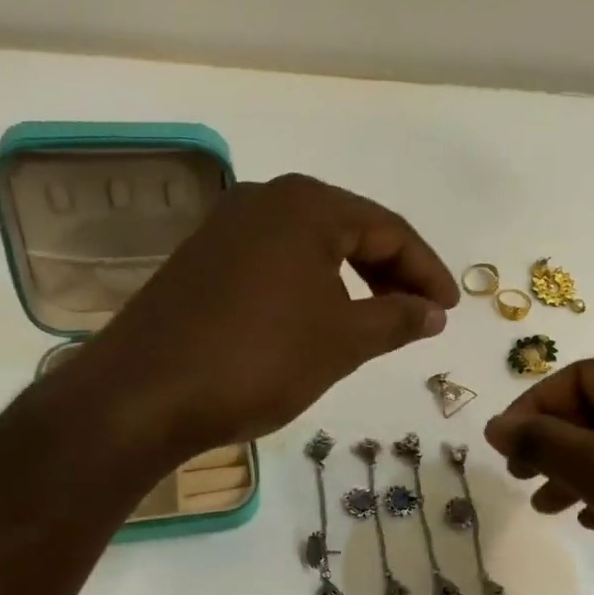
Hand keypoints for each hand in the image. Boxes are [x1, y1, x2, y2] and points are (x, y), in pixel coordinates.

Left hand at [82, 174, 457, 455]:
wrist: (145, 394)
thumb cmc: (258, 359)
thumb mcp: (341, 340)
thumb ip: (396, 318)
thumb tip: (433, 312)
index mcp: (305, 204)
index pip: (388, 228)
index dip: (427, 271)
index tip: (449, 311)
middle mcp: (263, 200)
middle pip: (348, 229)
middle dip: (390, 274)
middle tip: (418, 316)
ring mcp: (225, 229)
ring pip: (309, 248)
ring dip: (350, 283)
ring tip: (375, 323)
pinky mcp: (200, 262)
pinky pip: (274, 265)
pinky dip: (308, 290)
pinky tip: (316, 323)